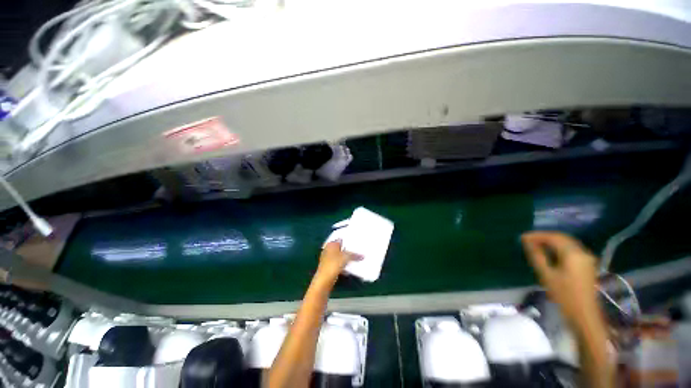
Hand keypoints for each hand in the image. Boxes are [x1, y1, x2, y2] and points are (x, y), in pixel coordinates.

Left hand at [316, 241, 360, 281]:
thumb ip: (354, 255)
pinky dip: (343, 265)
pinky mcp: (329, 267)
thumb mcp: (346, 257)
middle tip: (358, 250)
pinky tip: (350, 269)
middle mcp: (328, 250)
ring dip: (345, 258)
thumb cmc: (333, 264)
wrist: (324, 280)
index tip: (356, 241)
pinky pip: (338, 264)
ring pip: (339, 257)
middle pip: (340, 248)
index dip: (347, 240)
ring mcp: (327, 259)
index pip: (340, 239)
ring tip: (356, 258)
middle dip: (347, 250)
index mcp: (331, 244)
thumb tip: (363, 256)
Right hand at [521, 232, 599, 327]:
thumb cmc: (564, 295)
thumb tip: (526, 241)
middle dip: (544, 237)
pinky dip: (559, 248)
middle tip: (528, 240)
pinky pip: (571, 249)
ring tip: (536, 245)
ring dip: (551, 242)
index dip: (537, 235)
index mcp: (573, 254)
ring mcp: (587, 258)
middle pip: (562, 238)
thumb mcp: (546, 275)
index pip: (553, 237)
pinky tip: (550, 253)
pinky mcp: (587, 265)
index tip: (522, 237)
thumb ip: (537, 255)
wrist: (584, 315)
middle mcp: (582, 252)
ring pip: (567, 243)